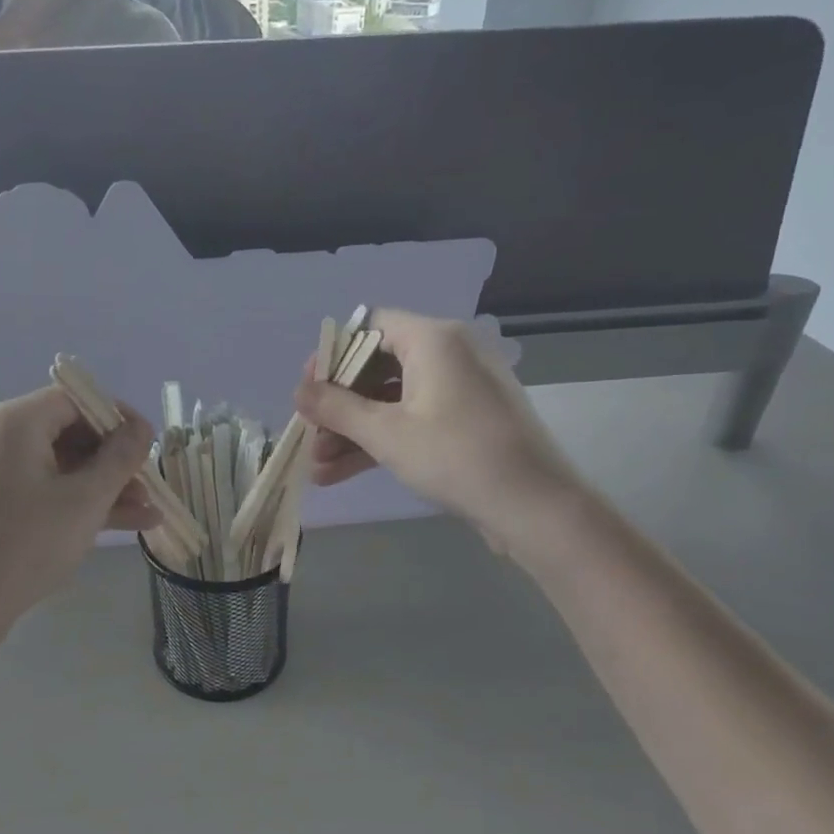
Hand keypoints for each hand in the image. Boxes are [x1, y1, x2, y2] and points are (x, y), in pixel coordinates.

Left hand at [0, 386, 158, 664]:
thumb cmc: (28, 543)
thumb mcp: (85, 500)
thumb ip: (120, 458)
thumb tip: (141, 429)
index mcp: (13, 422)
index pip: (75, 399)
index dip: (118, 417)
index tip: (150, 444)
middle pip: (66, 432)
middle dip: (114, 460)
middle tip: (149, 486)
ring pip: (56, 465)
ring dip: (102, 486)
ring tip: (148, 514)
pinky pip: (38, 488)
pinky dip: (74, 500)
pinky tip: (120, 524)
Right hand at [294, 310, 589, 559]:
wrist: (534, 507)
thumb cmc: (456, 457)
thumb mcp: (386, 433)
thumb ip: (336, 407)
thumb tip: (299, 391)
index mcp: (434, 340)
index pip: (370, 326)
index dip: (333, 355)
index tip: (308, 390)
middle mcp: (449, 354)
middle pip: (378, 365)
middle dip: (339, 405)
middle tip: (310, 433)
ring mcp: (460, 389)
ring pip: (392, 399)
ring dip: (353, 431)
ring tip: (318, 467)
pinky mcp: (466, 420)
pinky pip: (413, 419)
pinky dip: (381, 441)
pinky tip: (341, 473)